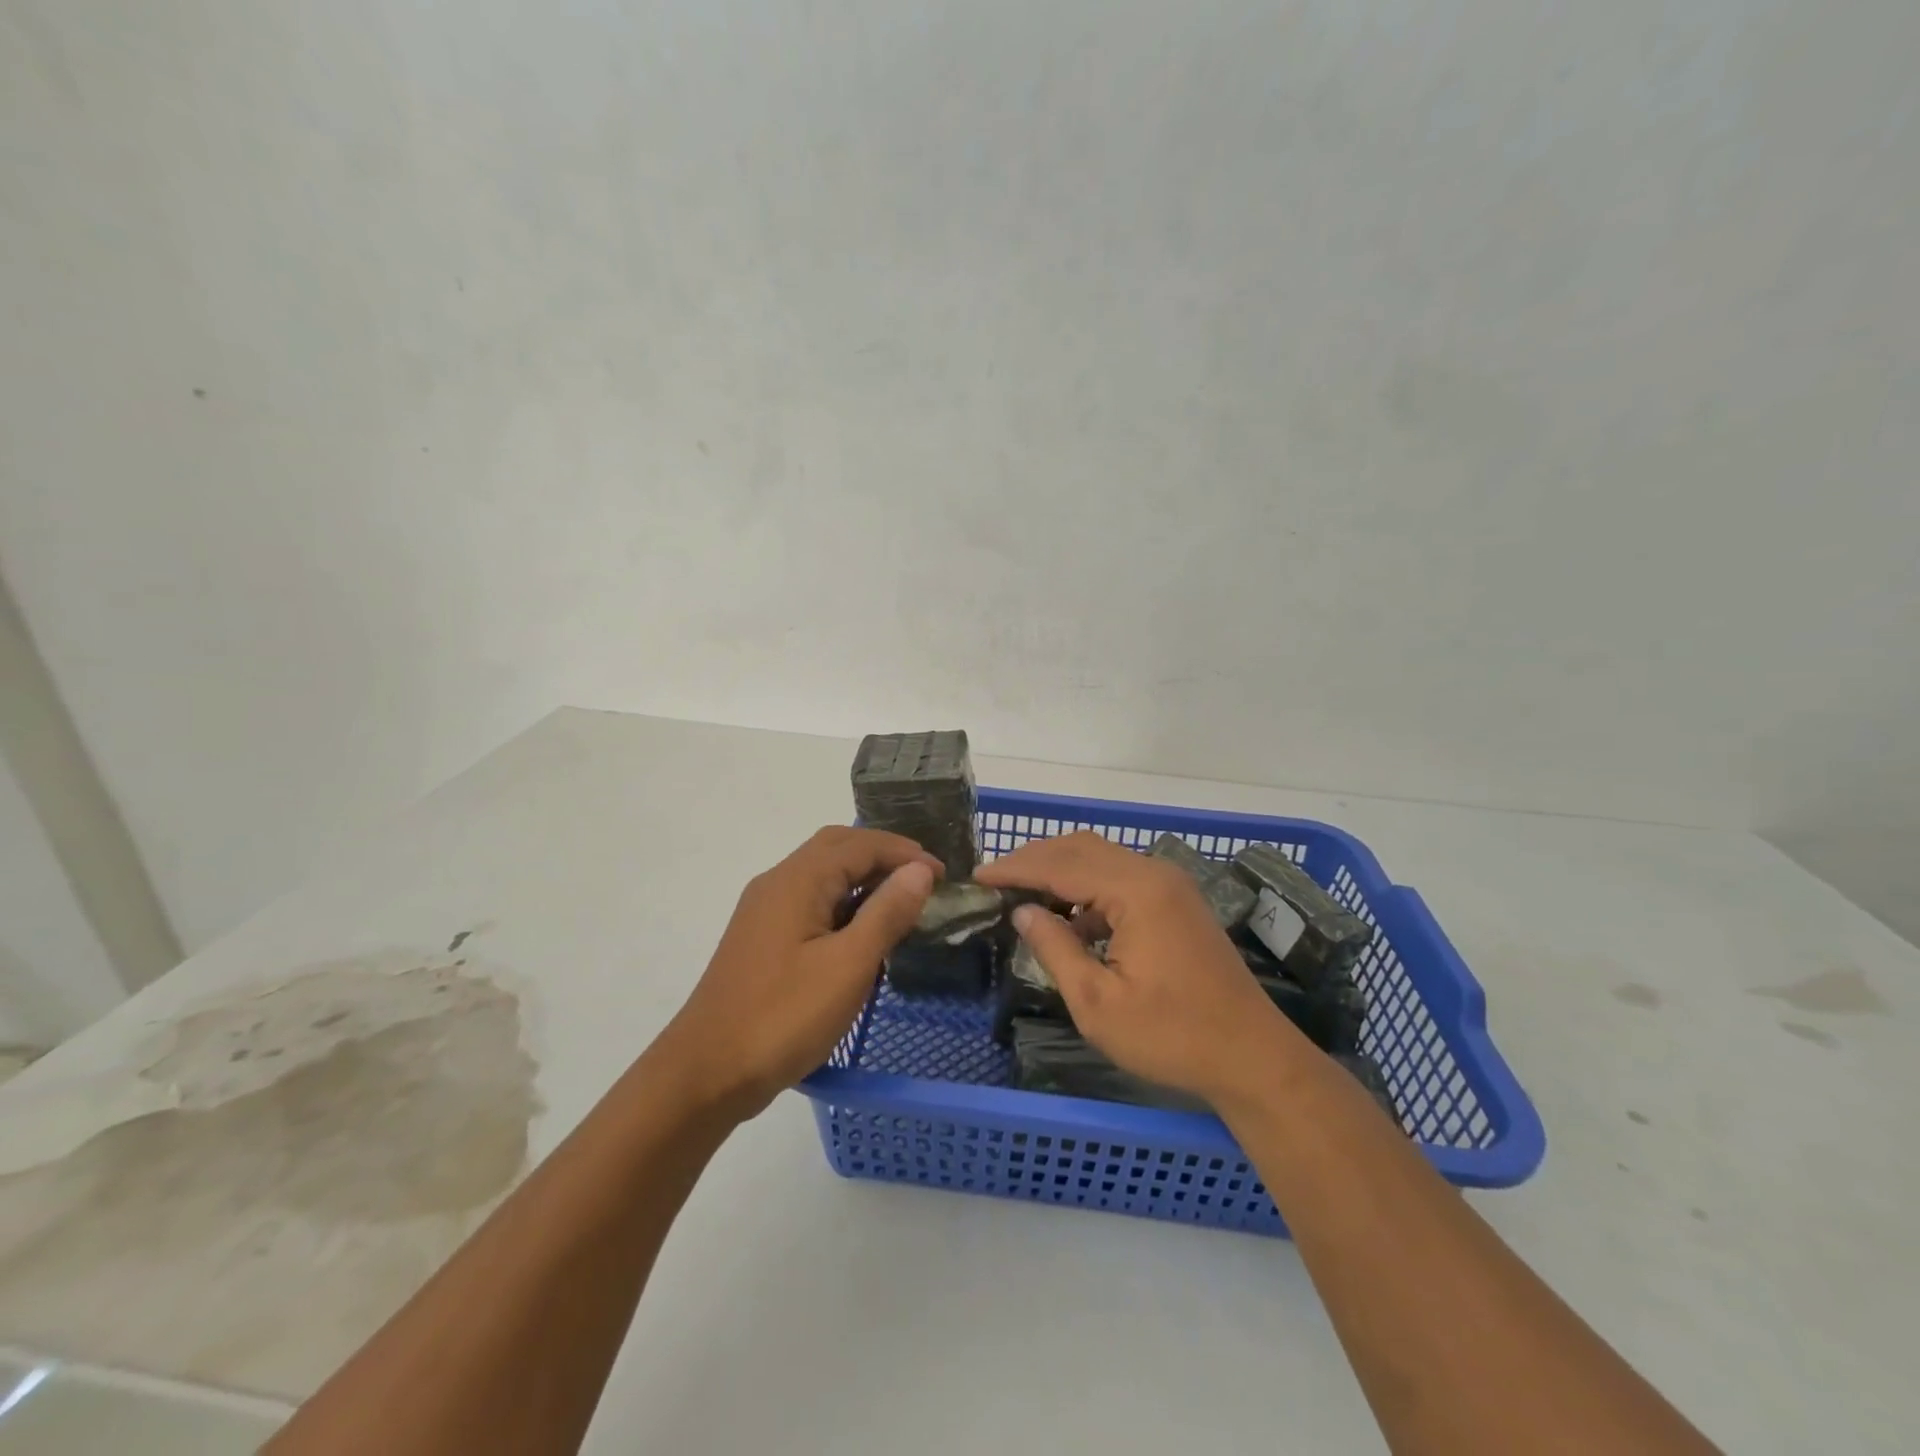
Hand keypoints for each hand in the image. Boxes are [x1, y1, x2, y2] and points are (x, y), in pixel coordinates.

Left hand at [655, 827, 939, 1120]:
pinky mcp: (761, 938)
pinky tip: (861, 931)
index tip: (943, 875)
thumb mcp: (848, 966)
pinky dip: (842, 902)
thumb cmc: (783, 1016)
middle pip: (837, 848)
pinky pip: (809, 900)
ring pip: (821, 874)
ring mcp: (764, 911)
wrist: (706, 1073)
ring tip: (901, 901)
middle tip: (923, 878)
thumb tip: (919, 870)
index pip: (860, 844)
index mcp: (798, 880)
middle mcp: (778, 883)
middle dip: (883, 855)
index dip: (905, 853)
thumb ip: (887, 912)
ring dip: (862, 877)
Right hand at [976, 831, 1301, 1107]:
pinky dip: (1088, 888)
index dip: (1015, 868)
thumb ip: (1055, 948)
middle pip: (1081, 848)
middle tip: (996, 881)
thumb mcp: (1098, 1003)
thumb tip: (1022, 911)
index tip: (977, 877)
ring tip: (1023, 896)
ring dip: (1061, 871)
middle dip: (1035, 860)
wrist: (1252, 1057)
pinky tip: (1071, 920)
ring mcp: (1170, 885)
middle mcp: (1154, 874)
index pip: (1061, 864)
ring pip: (1102, 858)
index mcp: (1136, 891)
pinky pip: (1121, 878)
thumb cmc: (1172, 1036)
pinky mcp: (1178, 902)